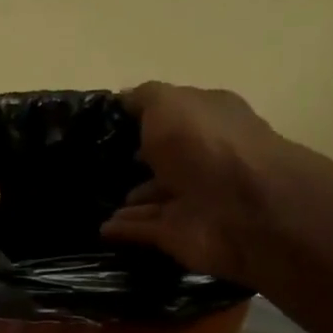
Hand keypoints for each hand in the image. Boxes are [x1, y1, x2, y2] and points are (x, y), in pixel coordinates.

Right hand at [102, 82, 324, 288]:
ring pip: (153, 198)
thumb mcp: (169, 104)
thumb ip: (144, 99)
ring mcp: (191, 199)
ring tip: (91, 200)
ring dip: (129, 201)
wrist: (242, 211)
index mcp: (206, 120)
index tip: (104, 124)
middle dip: (135, 162)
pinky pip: (144, 230)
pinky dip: (124, 229)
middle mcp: (201, 158)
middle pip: (163, 160)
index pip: (172, 116)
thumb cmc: (206, 145)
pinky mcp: (179, 234)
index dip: (142, 118)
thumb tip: (123, 99)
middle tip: (96, 166)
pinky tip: (99, 228)